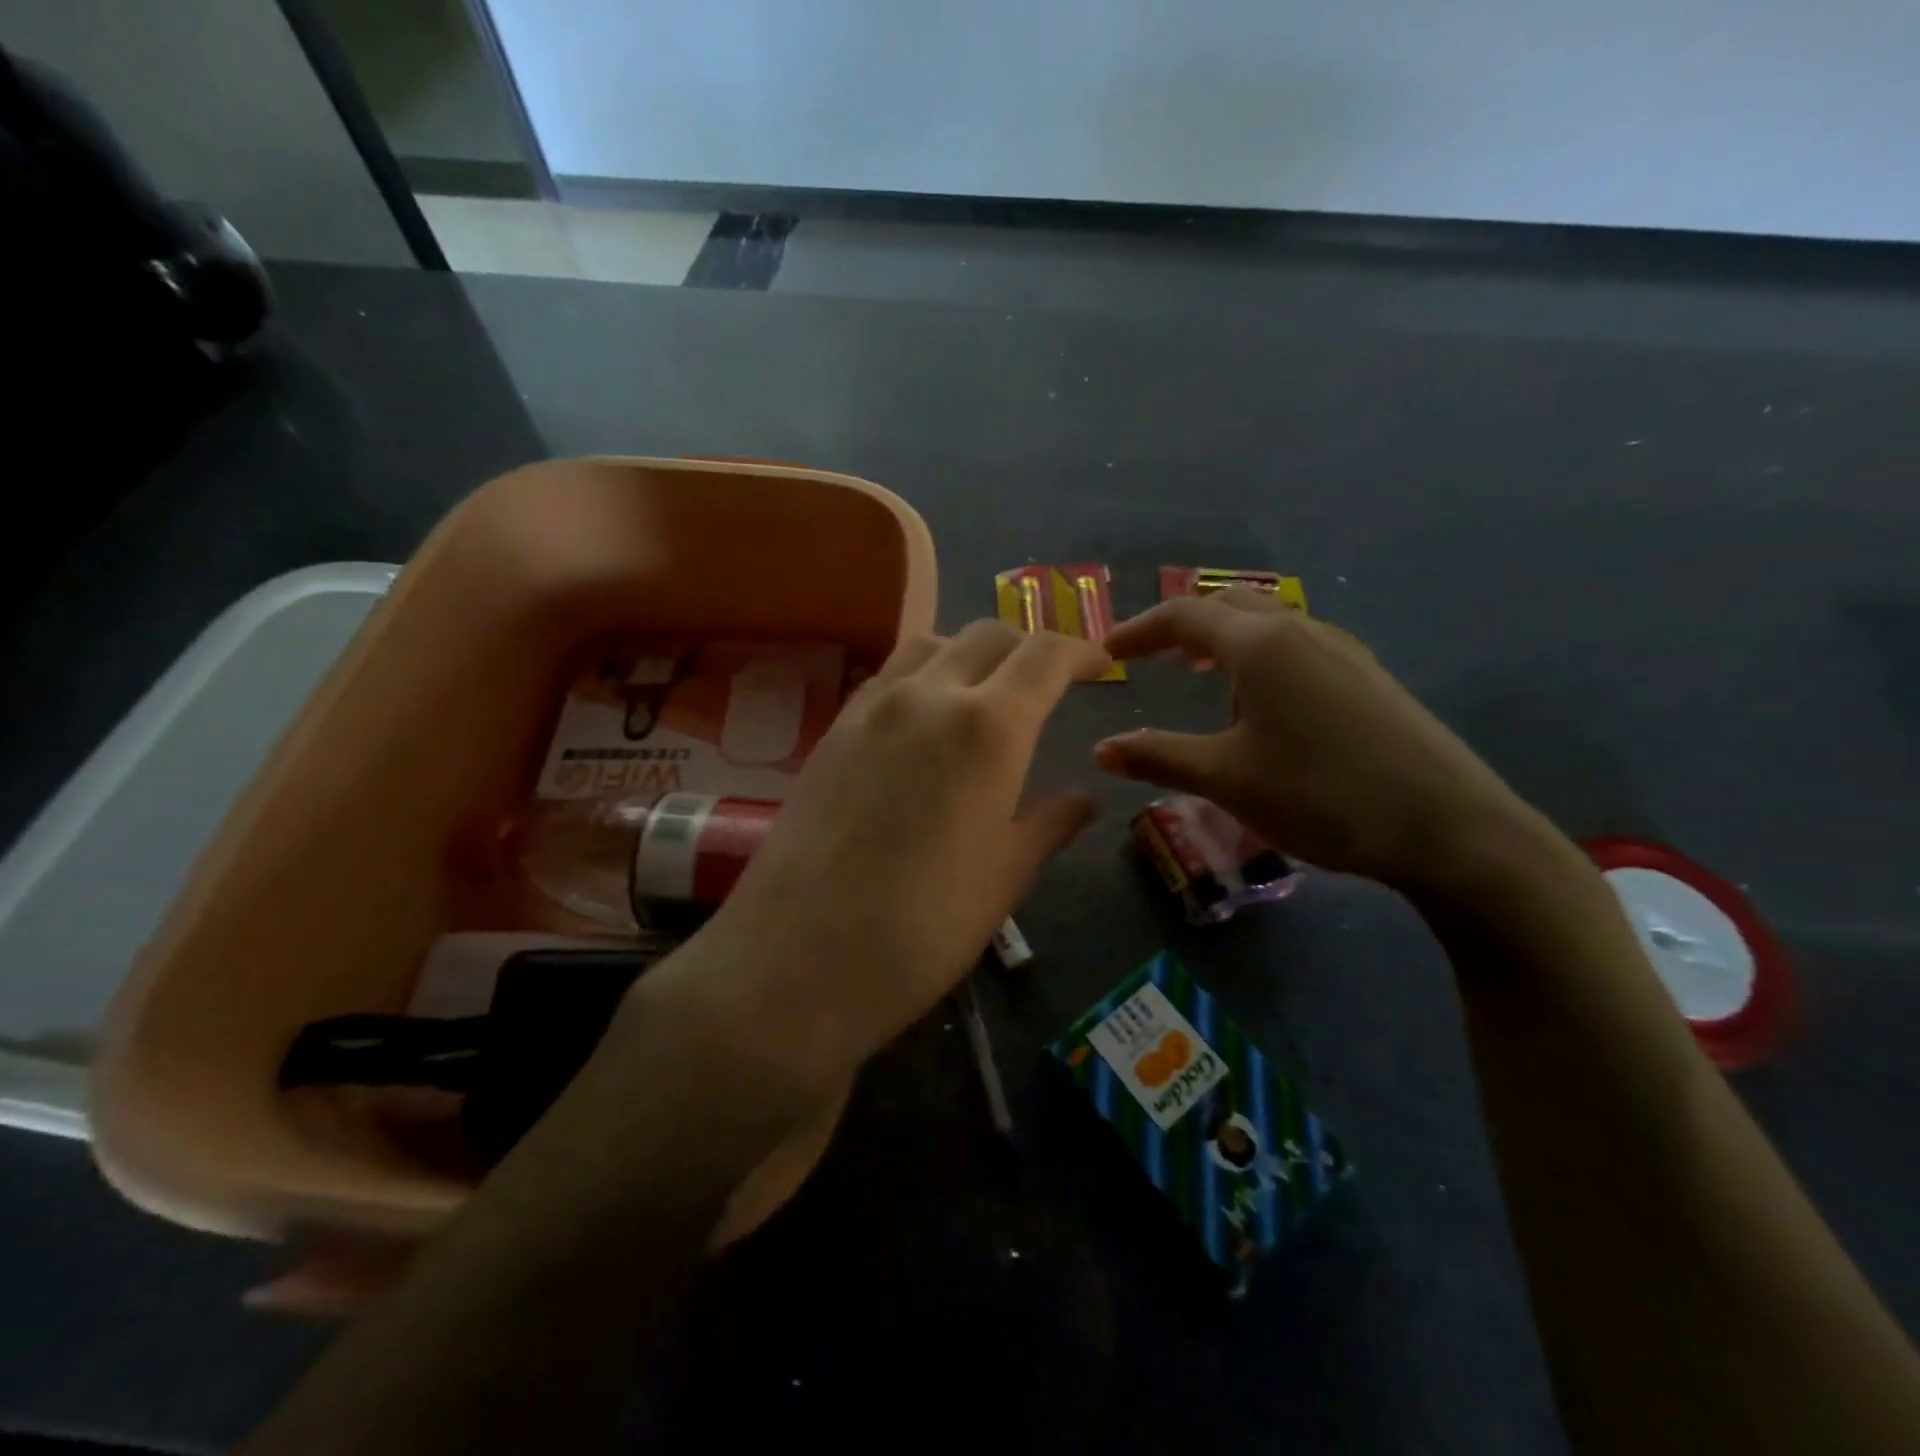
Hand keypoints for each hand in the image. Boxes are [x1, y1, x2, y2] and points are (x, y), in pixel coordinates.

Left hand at [652, 622, 1109, 1095]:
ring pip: (931, 645)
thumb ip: (1049, 824)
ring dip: (969, 654)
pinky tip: (923, 724)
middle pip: (987, 635)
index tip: (1100, 666)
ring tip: (983, 695)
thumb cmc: (920, 929)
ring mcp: (870, 708)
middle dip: (1027, 649)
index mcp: (988, 727)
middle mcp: (927, 696)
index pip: (1044, 655)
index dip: (1079, 651)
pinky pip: (887, 677)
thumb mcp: (1003, 878)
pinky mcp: (831, 731)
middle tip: (1046, 686)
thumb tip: (1084, 798)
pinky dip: (922, 677)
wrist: (794, 960)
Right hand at [1094, 590, 1541, 898]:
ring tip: (1202, 676)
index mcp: (1261, 645)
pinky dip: (1261, 657)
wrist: (1450, 827)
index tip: (1108, 652)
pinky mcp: (1369, 678)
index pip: (1184, 616)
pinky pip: (1298, 647)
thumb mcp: (1227, 779)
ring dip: (1225, 639)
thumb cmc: (1322, 794)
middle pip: (1229, 606)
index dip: (1139, 631)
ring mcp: (1343, 651)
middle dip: (1183, 626)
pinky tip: (1265, 702)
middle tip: (1152, 656)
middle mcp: (1302, 632)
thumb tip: (1102, 749)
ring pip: (1269, 624)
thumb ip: (1159, 756)